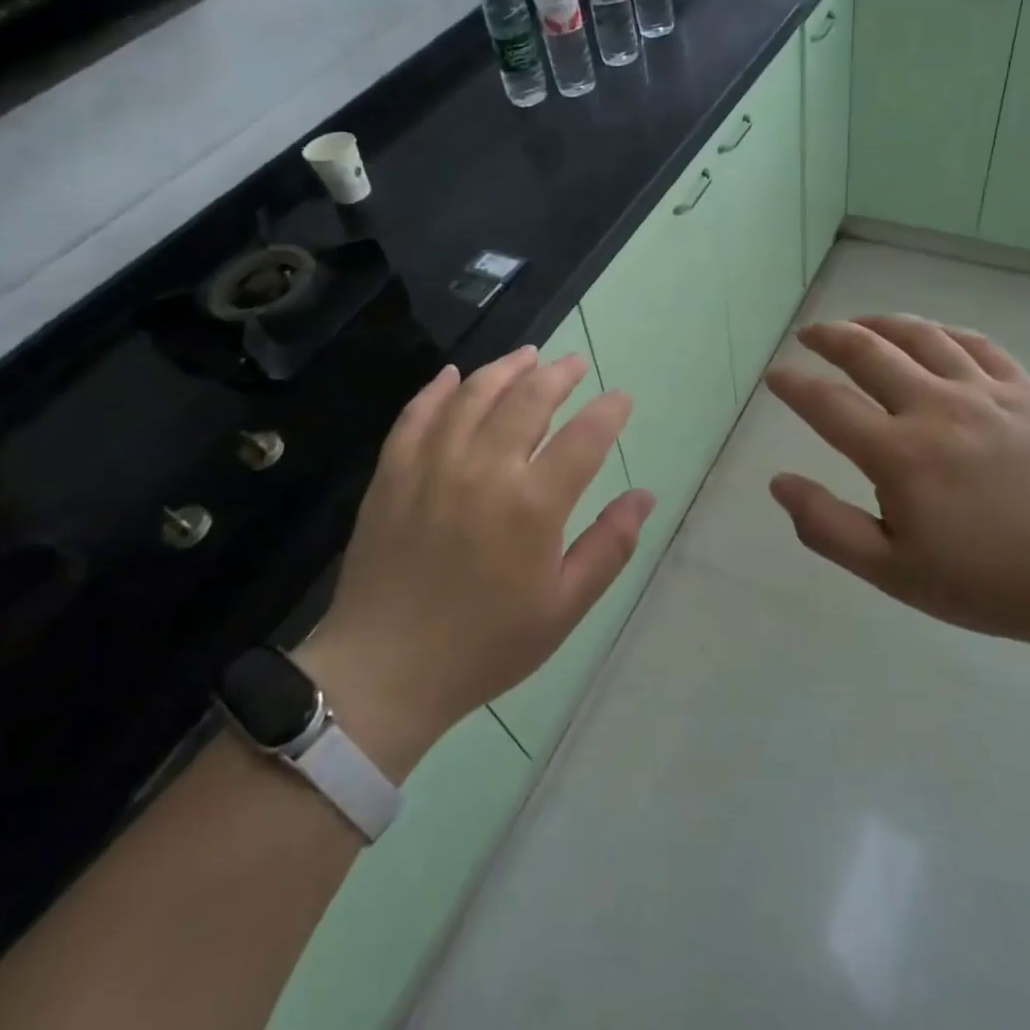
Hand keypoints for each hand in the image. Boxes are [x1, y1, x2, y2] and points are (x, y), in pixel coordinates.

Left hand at [297, 347, 653, 778]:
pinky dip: (438, 389)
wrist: (385, 671)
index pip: (584, 437)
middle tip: (575, 364)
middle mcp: (484, 469)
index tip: (621, 398)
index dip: (609, 411)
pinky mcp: (393, 472)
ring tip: (527, 357)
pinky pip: (417, 414)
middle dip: (559, 375)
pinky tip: (453, 375)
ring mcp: (432, 464)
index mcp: (532, 504)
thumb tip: (644, 496)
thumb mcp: (564, 607)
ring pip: (474, 394)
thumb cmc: (485, 645)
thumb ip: (609, 546)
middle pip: (528, 399)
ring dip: (505, 369)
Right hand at [763, 316, 1029, 656]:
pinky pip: (977, 344)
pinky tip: (931, 335)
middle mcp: (935, 408)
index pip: (827, 404)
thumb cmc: (985, 581)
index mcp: (898, 453)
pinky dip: (943, 332)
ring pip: (921, 336)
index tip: (775, 376)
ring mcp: (984, 393)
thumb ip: (827, 527)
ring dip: (880, 323)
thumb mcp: (892, 572)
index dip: (794, 385)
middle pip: (868, 352)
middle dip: (829, 336)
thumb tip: (779, 483)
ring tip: (859, 324)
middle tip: (810, 335)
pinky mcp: (1025, 392)